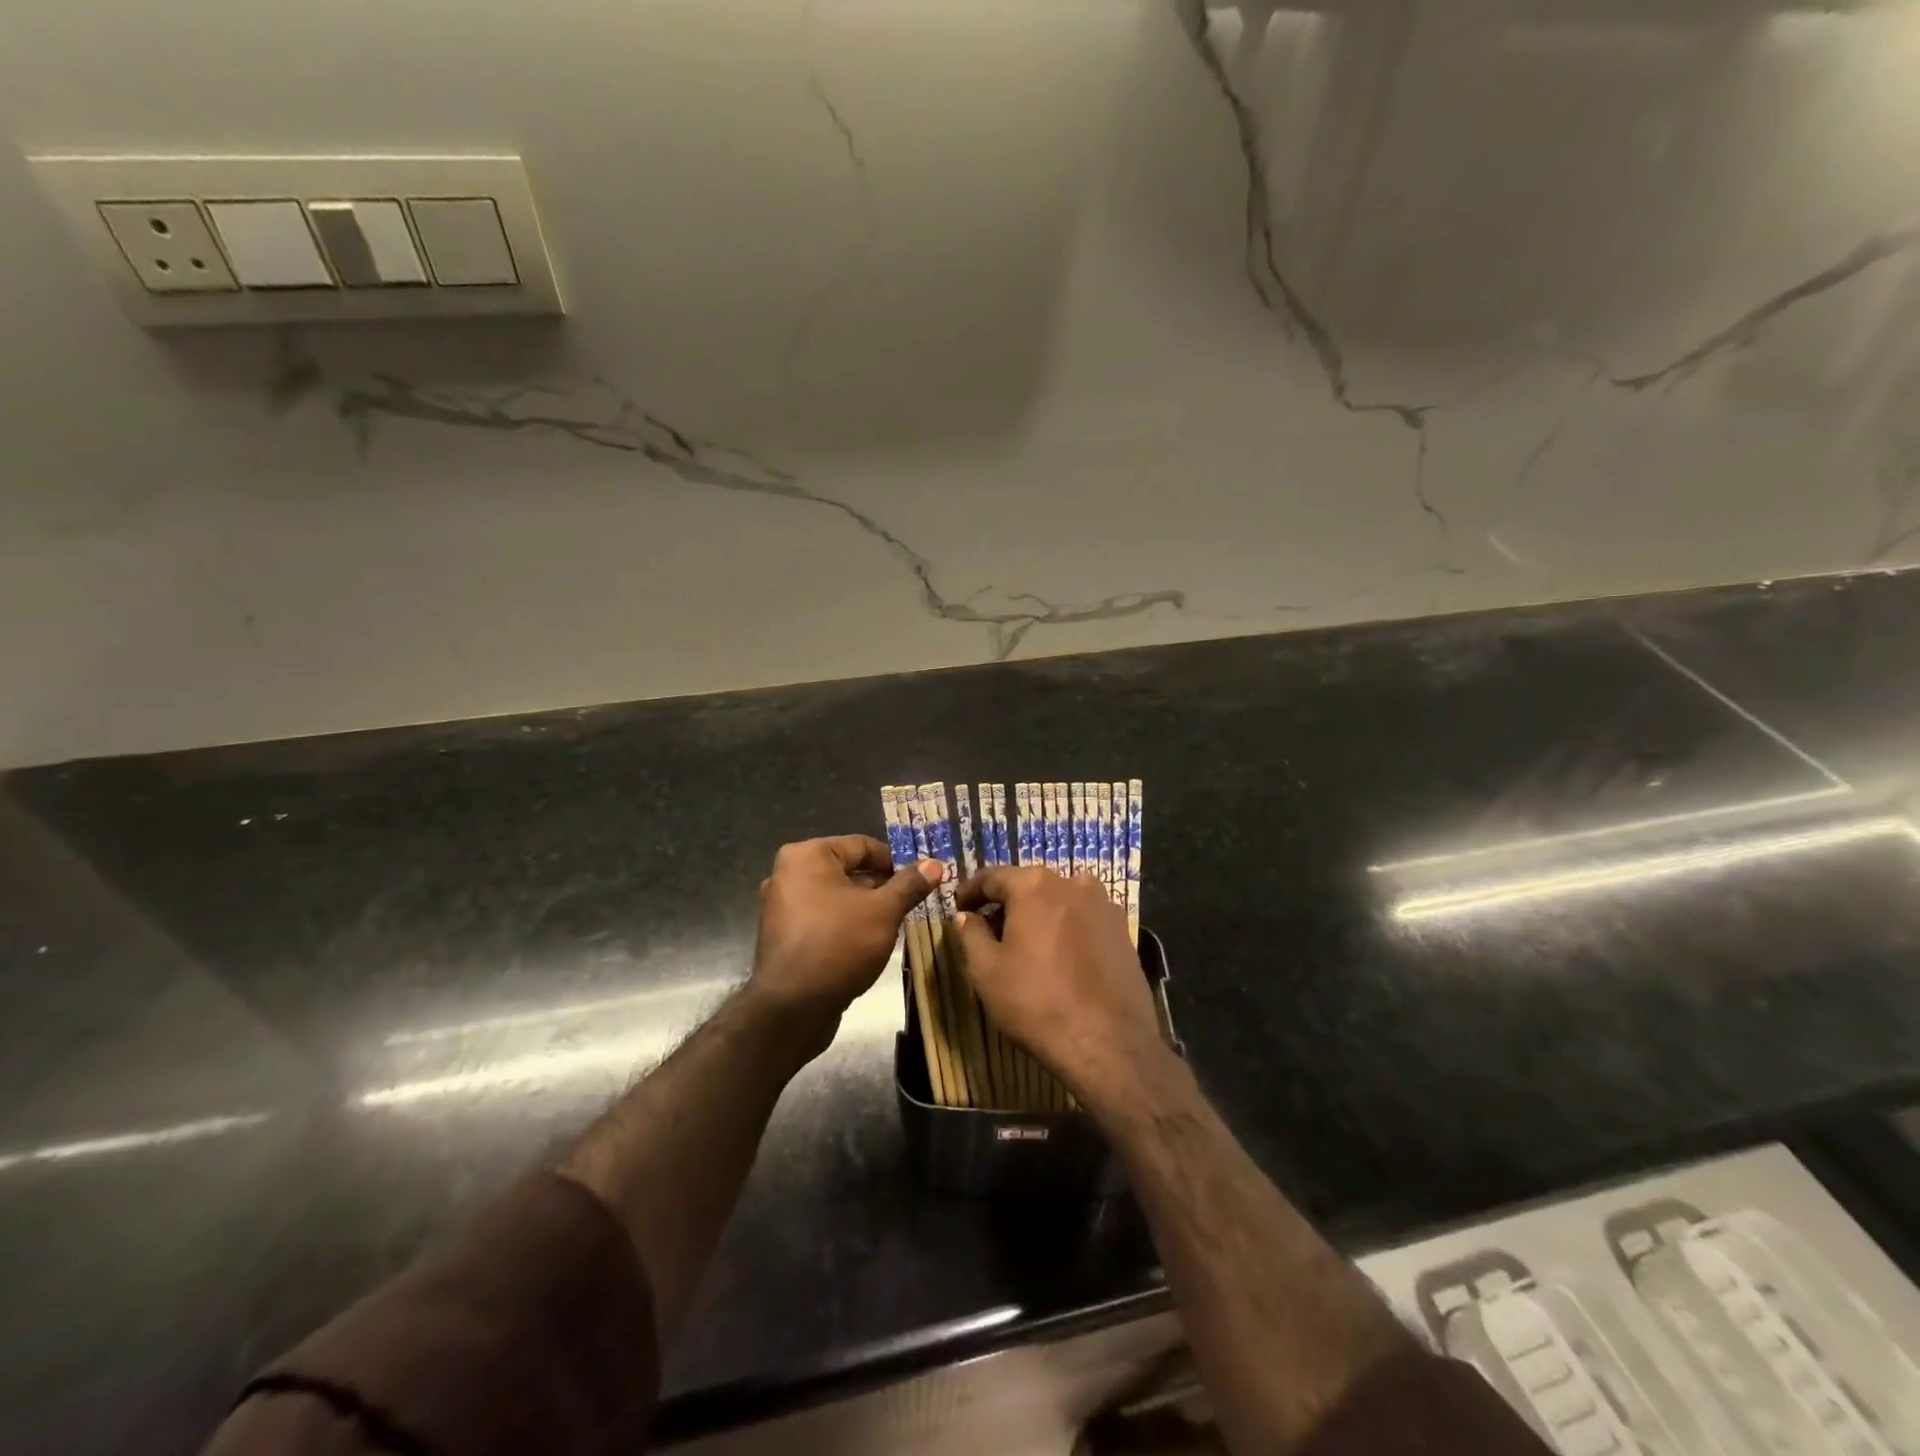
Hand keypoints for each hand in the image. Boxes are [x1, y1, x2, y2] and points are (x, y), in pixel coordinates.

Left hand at [750, 836, 940, 1045]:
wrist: (792, 1008)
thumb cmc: (838, 945)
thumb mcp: (883, 911)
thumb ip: (909, 885)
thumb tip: (934, 864)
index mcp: (807, 856)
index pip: (862, 845)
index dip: (895, 861)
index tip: (921, 879)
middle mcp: (788, 874)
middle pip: (848, 870)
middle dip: (881, 886)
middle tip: (912, 902)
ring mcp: (781, 906)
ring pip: (836, 897)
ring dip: (865, 908)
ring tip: (895, 924)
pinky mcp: (783, 936)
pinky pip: (822, 919)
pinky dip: (845, 925)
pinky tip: (869, 944)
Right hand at [953, 866, 1167, 1104]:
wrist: (1108, 1043)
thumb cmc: (1036, 1002)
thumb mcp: (986, 970)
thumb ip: (971, 934)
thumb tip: (966, 916)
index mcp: (1034, 885)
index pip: (992, 876)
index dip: (971, 891)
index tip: (959, 907)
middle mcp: (1071, 883)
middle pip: (1029, 884)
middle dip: (1006, 901)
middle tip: (989, 927)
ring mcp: (1103, 905)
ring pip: (1060, 898)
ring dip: (1040, 912)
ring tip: (1027, 941)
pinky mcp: (1122, 931)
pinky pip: (1084, 918)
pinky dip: (1067, 926)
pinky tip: (1060, 954)